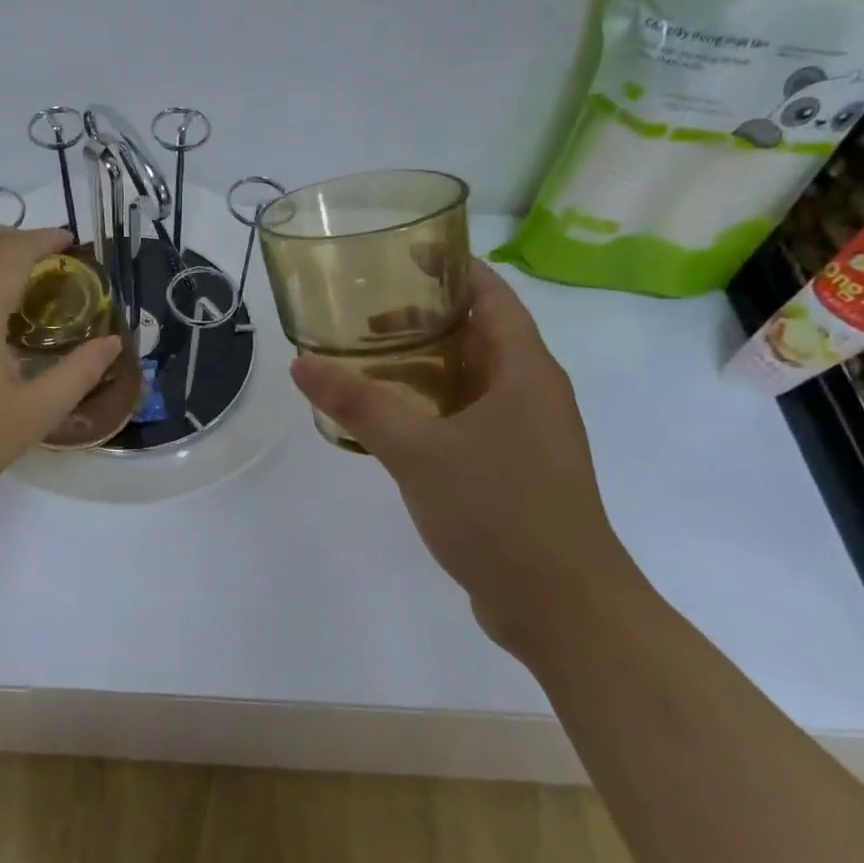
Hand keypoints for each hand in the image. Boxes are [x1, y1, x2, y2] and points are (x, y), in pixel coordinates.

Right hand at [289, 261, 652, 656]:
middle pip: (477, 332)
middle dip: (423, 318)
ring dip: (422, 366)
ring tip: (365, 361)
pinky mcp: (514, 468)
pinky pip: (467, 417)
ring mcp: (526, 433)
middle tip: (363, 314)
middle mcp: (531, 391)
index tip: (399, 254)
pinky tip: (389, 421)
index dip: (450, 267)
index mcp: (523, 369)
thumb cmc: (500, 511)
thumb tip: (301, 363)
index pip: (490, 294)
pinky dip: (429, 406)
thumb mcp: (417, 450)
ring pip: (470, 378)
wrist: (562, 608)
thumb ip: (358, 403)